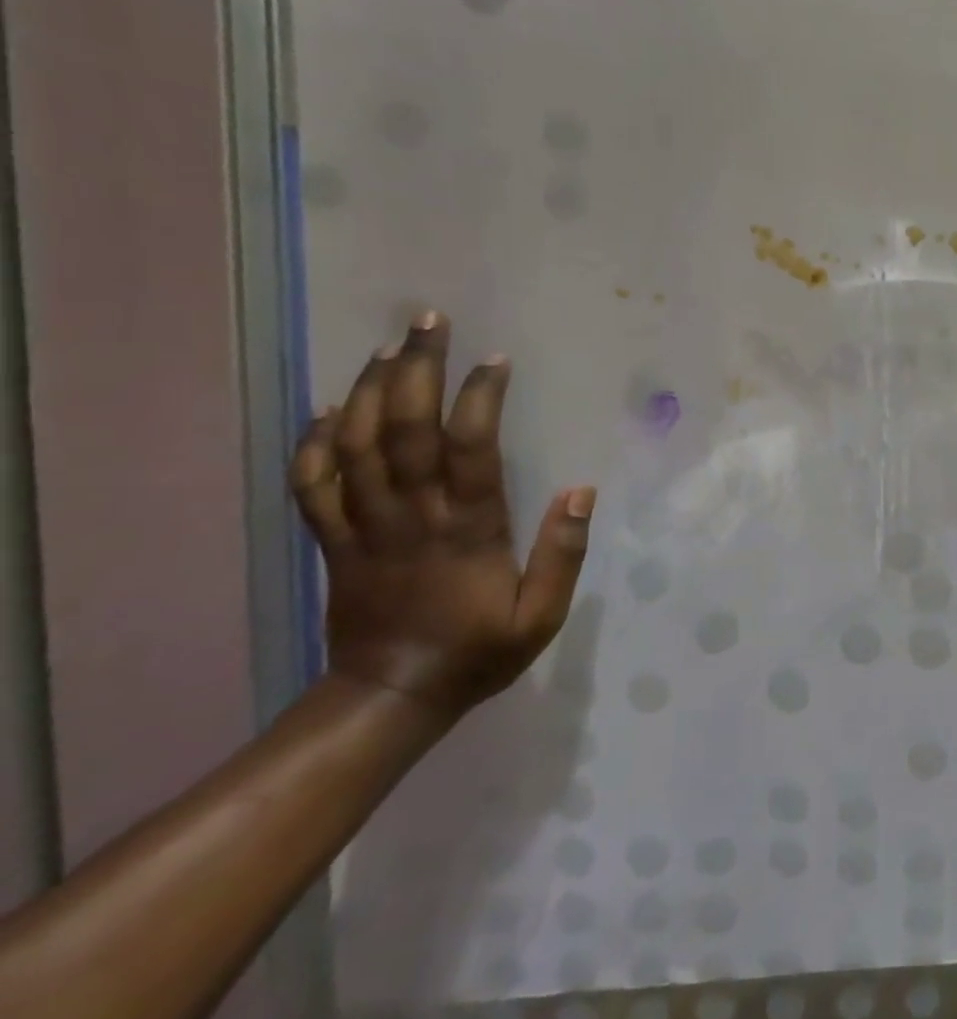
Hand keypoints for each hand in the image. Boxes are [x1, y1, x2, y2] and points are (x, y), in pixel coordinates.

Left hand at [288, 312, 594, 716]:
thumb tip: (581, 491)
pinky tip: (327, 409)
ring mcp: (364, 527)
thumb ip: (563, 554)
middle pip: (404, 430)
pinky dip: (315, 443)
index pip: (469, 449)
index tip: (495, 360)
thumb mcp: (542, 616)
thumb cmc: (478, 652)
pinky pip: (313, 485)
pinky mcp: (333, 543)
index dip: (479, 398)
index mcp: (466, 530)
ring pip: (355, 446)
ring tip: (385, 347)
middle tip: (427, 321)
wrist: (391, 697)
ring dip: (367, 390)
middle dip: (415, 369)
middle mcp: (410, 517)